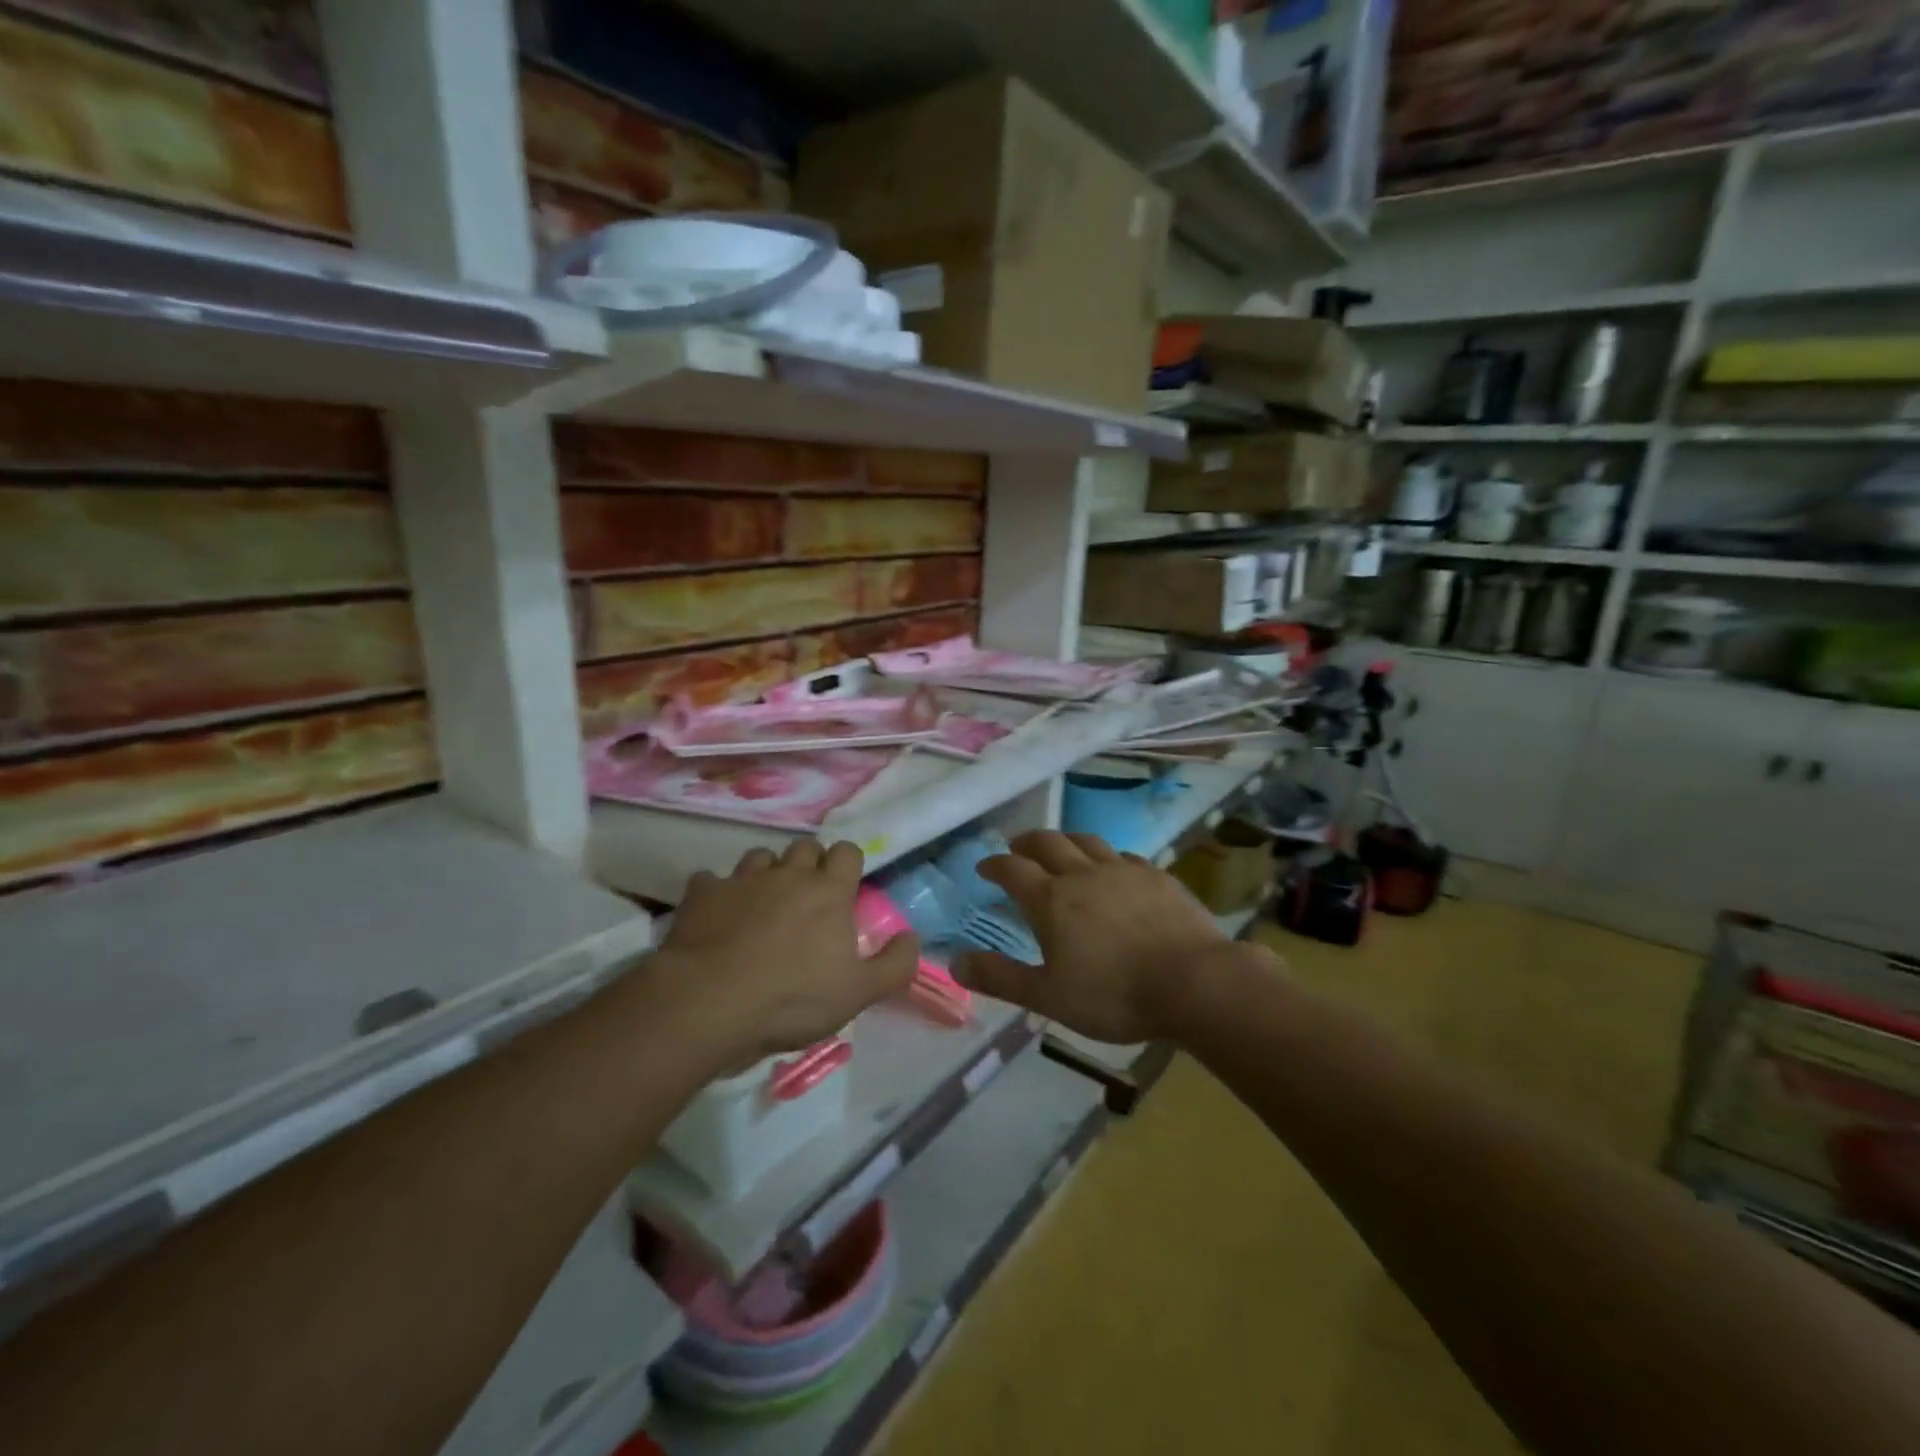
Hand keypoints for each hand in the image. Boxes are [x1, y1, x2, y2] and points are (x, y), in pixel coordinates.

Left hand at [650, 841, 919, 1070]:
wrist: (709, 1002)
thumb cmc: (792, 998)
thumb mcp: (858, 993)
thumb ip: (894, 964)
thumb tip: (912, 937)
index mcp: (828, 891)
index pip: (847, 852)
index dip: (847, 865)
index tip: (844, 888)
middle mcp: (788, 874)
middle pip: (804, 847)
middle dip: (809, 863)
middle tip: (807, 896)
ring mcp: (742, 880)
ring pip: (760, 856)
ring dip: (766, 872)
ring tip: (763, 902)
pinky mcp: (703, 894)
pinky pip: (711, 880)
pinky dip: (718, 892)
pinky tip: (718, 914)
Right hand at [955, 831, 1239, 1043]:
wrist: (1193, 981)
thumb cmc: (1114, 994)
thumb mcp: (1048, 996)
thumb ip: (1001, 978)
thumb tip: (954, 962)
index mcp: (1052, 900)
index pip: (1013, 870)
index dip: (995, 865)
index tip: (984, 867)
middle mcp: (1083, 874)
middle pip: (1048, 843)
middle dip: (1026, 842)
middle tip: (1016, 847)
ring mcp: (1123, 870)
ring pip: (1086, 841)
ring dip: (1066, 840)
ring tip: (1059, 847)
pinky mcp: (1156, 876)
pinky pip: (1123, 856)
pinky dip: (1106, 857)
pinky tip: (1113, 868)